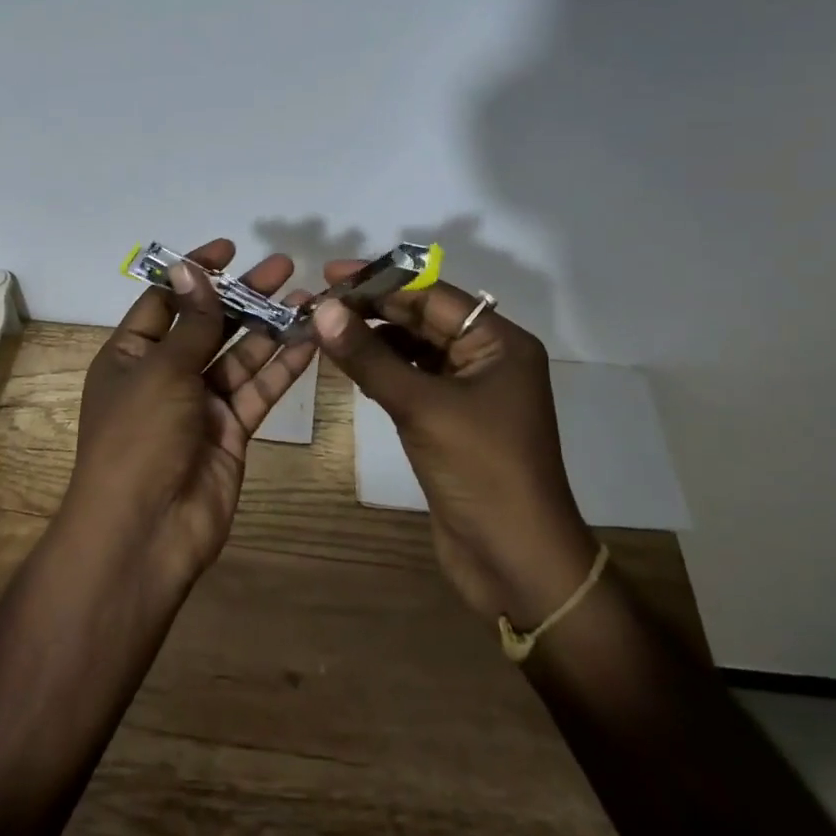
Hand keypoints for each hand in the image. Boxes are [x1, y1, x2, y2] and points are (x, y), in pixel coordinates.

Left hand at [62, 239, 317, 590]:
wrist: (146, 531)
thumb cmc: (139, 438)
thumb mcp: (161, 370)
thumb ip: (191, 322)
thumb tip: (192, 269)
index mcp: (131, 355)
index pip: (165, 300)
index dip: (195, 273)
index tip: (230, 249)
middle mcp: (164, 374)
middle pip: (208, 324)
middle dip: (243, 296)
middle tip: (284, 268)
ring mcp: (200, 404)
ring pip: (240, 355)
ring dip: (270, 327)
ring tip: (308, 299)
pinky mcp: (230, 430)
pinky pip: (258, 390)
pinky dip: (282, 367)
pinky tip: (309, 341)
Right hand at [310, 270, 598, 624]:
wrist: (515, 560)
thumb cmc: (480, 471)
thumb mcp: (421, 407)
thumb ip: (370, 357)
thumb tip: (323, 310)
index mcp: (499, 342)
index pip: (434, 296)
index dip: (381, 282)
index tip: (331, 275)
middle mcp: (488, 358)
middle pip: (424, 319)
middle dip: (374, 310)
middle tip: (320, 304)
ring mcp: (470, 392)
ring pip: (415, 350)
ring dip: (374, 340)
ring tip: (325, 330)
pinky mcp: (452, 421)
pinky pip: (413, 380)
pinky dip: (383, 371)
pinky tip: (349, 366)